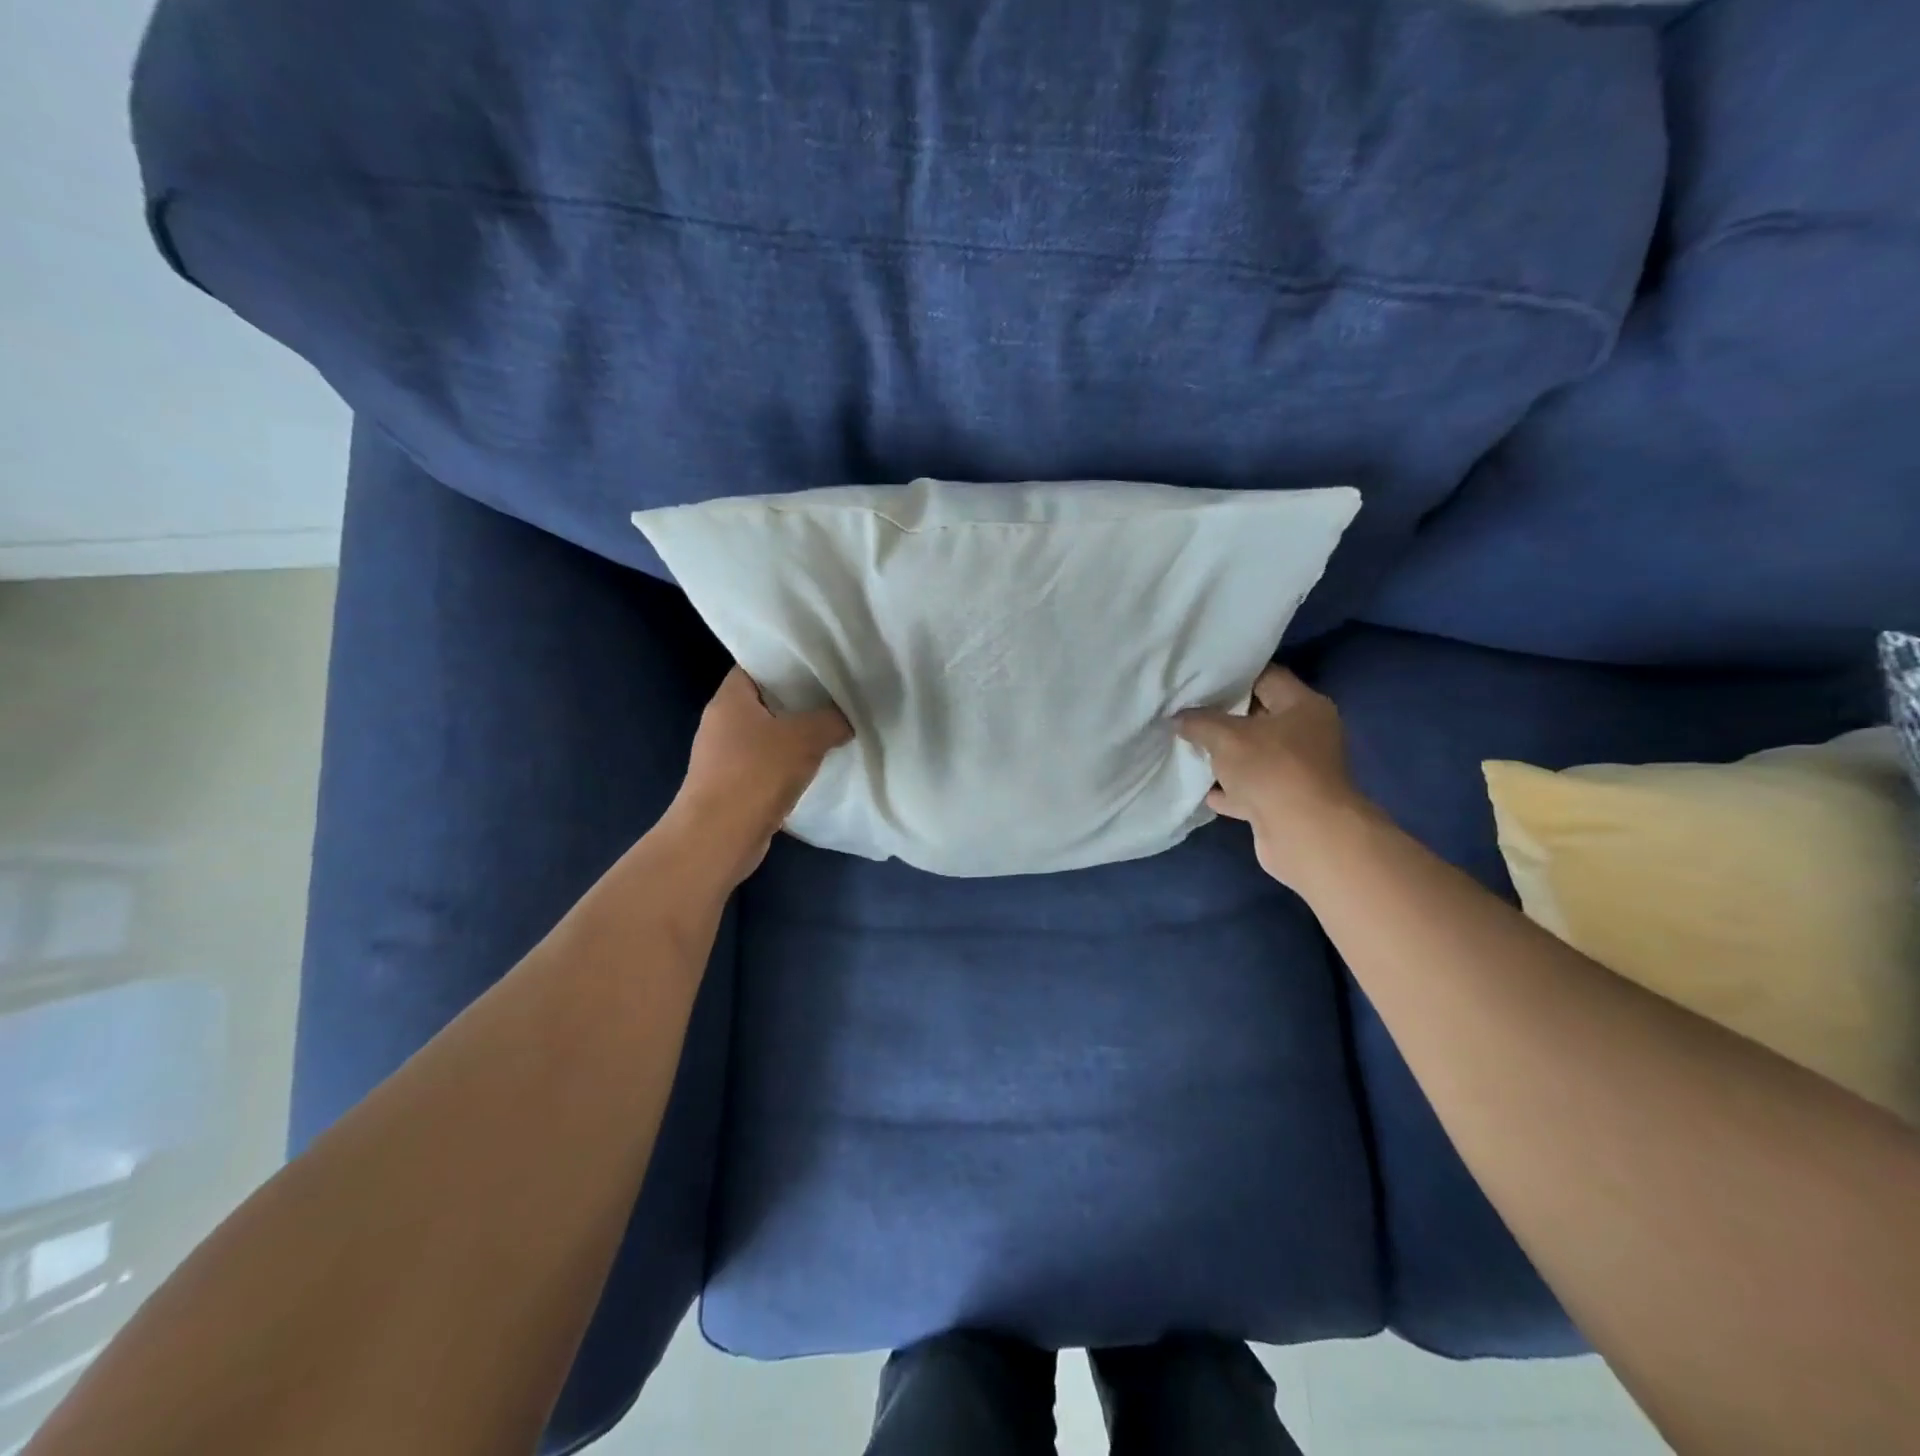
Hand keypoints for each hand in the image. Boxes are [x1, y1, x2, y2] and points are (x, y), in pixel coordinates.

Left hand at [670, 667, 852, 883]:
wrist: (718, 838)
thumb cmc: (756, 774)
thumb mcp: (805, 738)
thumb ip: (832, 720)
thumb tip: (846, 719)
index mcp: (730, 698)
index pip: (758, 663)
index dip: (788, 659)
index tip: (821, 661)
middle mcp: (722, 721)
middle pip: (767, 699)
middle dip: (801, 697)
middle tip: (837, 693)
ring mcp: (726, 755)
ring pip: (769, 732)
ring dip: (797, 733)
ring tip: (834, 726)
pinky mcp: (735, 784)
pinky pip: (768, 762)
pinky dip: (790, 761)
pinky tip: (817, 764)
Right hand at [1176, 666, 1368, 888]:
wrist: (1305, 836)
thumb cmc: (1271, 770)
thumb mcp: (1226, 736)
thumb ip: (1199, 722)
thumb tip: (1179, 717)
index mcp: (1303, 706)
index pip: (1266, 677)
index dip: (1233, 676)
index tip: (1199, 678)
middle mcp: (1306, 735)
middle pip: (1258, 717)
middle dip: (1222, 717)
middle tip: (1185, 711)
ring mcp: (1297, 771)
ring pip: (1253, 756)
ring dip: (1224, 756)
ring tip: (1187, 747)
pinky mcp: (1285, 802)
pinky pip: (1250, 789)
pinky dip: (1229, 789)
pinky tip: (1201, 788)